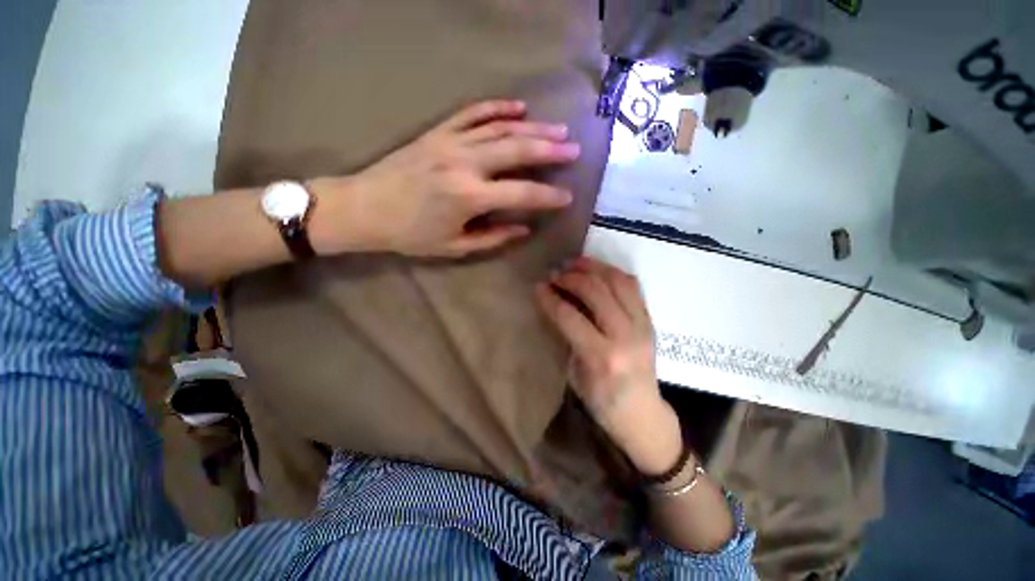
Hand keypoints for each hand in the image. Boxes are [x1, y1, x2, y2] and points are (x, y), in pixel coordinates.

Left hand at [308, 100, 579, 256]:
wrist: (365, 208)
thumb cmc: (411, 234)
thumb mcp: (454, 246)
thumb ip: (493, 237)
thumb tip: (524, 228)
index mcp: (469, 197)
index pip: (521, 193)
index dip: (547, 196)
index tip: (567, 196)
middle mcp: (464, 163)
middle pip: (516, 150)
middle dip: (549, 150)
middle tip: (573, 149)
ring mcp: (450, 142)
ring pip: (500, 128)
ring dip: (532, 128)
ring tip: (557, 129)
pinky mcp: (438, 132)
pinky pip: (472, 114)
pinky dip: (497, 108)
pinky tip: (518, 108)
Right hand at [535, 257, 682, 473]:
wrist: (643, 415)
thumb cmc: (602, 401)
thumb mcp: (575, 375)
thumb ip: (567, 337)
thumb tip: (556, 304)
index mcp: (601, 357)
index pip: (569, 316)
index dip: (550, 297)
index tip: (538, 287)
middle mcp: (625, 336)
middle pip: (595, 291)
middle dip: (570, 277)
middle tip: (555, 273)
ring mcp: (642, 326)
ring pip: (617, 281)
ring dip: (593, 267)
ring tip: (575, 263)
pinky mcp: (650, 321)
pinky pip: (633, 286)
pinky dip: (612, 273)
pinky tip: (598, 271)